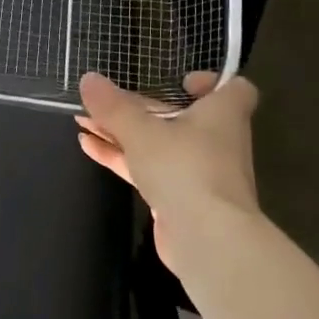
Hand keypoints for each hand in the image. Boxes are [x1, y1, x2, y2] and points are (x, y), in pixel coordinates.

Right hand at [76, 70, 263, 271]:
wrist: (207, 240)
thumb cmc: (185, 168)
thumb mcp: (142, 130)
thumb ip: (114, 106)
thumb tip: (88, 78)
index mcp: (223, 114)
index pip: (235, 88)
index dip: (210, 82)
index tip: (181, 81)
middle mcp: (217, 141)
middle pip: (180, 116)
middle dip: (140, 107)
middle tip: (105, 100)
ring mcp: (198, 172)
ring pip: (159, 144)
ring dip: (123, 132)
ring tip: (83, 120)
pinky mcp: (180, 199)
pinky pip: (149, 169)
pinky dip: (122, 157)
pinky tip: (88, 146)